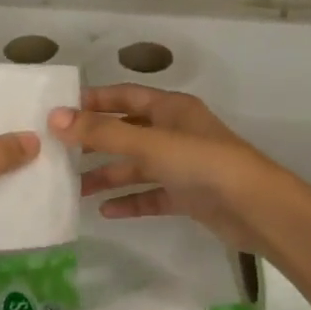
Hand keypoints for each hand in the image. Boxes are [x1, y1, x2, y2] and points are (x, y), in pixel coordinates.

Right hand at [50, 85, 297, 255]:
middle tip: (59, 154)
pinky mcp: (188, 195)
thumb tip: (55, 118)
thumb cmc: (202, 163)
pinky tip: (105, 212)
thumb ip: (102, 133)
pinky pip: (151, 195)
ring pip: (137, 166)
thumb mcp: (149, 144)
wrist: (255, 207)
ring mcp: (182, 165)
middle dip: (95, 143)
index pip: (124, 97)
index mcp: (170, 109)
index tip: (59, 111)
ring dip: (108, 176)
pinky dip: (130, 201)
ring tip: (73, 189)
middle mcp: (175, 132)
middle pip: (127, 133)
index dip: (94, 101)